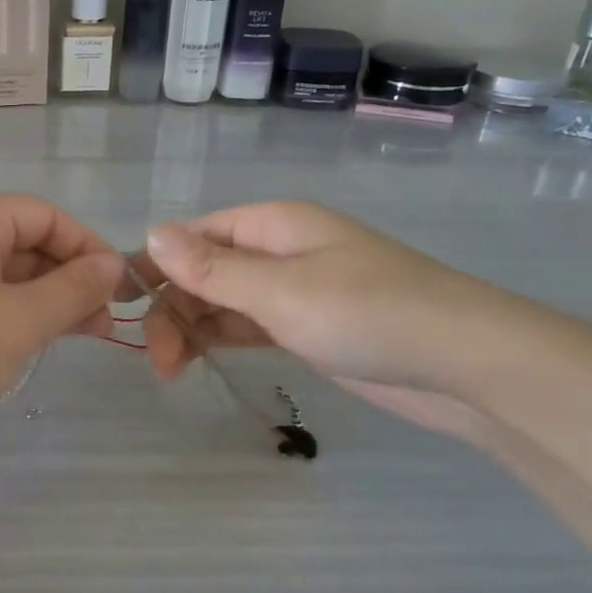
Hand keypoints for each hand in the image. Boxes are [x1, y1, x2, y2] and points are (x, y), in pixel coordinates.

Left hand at [0, 196, 124, 436]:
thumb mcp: (23, 318)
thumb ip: (74, 288)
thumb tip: (114, 266)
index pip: (44, 215)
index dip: (86, 245)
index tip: (117, 285)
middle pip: (26, 242)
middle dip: (70, 276)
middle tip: (104, 319)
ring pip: (8, 275)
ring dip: (48, 299)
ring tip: (84, 334)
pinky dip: (19, 315)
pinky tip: (40, 341)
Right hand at [136, 203, 526, 444]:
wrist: (468, 366)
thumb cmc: (369, 313)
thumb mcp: (280, 290)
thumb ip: (211, 268)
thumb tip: (150, 232)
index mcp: (274, 224)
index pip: (196, 234)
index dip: (157, 263)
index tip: (123, 303)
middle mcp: (281, 250)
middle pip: (206, 269)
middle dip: (174, 306)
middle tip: (160, 360)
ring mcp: (296, 290)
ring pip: (225, 300)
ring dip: (193, 326)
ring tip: (172, 368)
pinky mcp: (309, 327)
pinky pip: (249, 324)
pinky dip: (222, 337)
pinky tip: (199, 358)